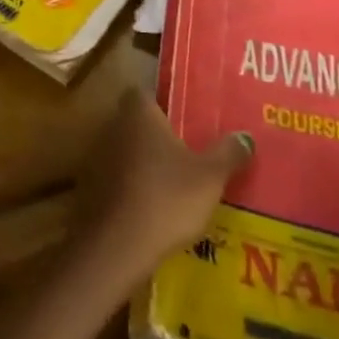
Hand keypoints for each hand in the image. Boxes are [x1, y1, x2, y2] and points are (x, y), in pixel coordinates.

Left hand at [70, 88, 252, 297]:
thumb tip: (246, 136)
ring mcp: (99, 157)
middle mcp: (114, 127)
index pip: (145, 91)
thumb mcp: (209, 177)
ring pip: (127, 149)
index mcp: (139, 114)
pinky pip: (118, 176)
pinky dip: (134, 184)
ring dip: (146, 160)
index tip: (186, 112)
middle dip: (159, 132)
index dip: (164, 99)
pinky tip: (155, 203)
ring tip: (177, 177)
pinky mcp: (93, 187)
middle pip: (137, 120)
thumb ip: (228, 153)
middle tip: (189, 145)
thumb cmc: (166, 199)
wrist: (117, 247)